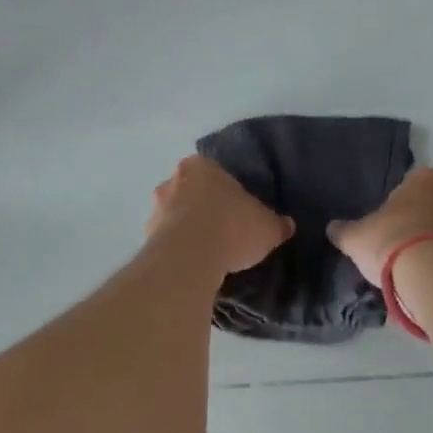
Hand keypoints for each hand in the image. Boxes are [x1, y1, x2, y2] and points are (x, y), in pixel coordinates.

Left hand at [146, 155, 294, 273]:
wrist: (190, 256)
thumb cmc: (232, 227)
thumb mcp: (267, 226)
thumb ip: (276, 224)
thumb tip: (287, 225)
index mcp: (202, 166)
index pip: (214, 172)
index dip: (226, 191)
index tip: (236, 210)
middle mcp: (174, 180)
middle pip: (190, 190)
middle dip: (202, 206)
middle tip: (221, 229)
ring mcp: (156, 208)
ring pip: (174, 214)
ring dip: (186, 228)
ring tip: (206, 252)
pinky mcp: (146, 236)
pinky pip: (165, 240)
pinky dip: (176, 249)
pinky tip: (191, 265)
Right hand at [327, 167, 432, 285]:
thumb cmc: (392, 240)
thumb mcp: (357, 237)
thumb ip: (345, 231)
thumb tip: (332, 228)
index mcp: (426, 179)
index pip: (413, 179)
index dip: (400, 198)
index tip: (388, 215)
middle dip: (420, 218)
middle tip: (398, 238)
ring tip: (410, 265)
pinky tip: (425, 279)